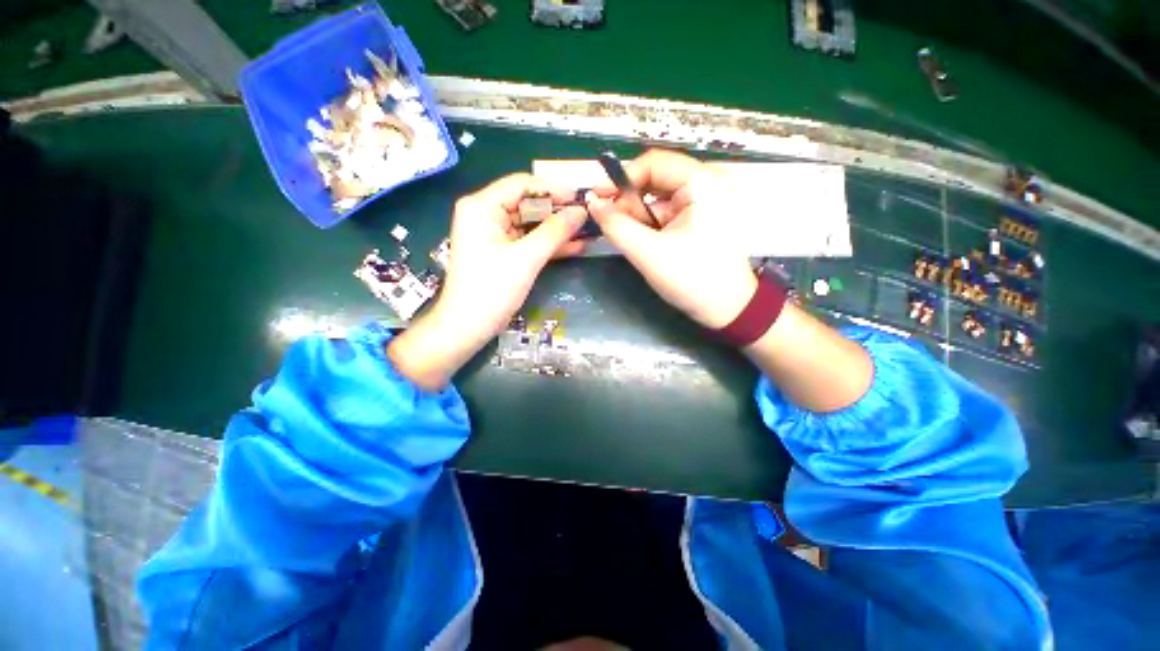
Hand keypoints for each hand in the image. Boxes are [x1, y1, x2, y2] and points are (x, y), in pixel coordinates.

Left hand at [388, 173, 587, 389]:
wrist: (469, 327)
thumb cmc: (492, 290)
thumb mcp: (526, 259)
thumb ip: (555, 232)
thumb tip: (581, 211)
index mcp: (482, 206)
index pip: (522, 184)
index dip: (553, 189)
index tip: (581, 198)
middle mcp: (486, 214)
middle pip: (528, 203)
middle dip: (558, 211)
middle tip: (588, 216)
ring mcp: (494, 234)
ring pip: (531, 223)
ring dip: (557, 229)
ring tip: (587, 231)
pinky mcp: (502, 251)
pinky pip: (529, 240)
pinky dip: (549, 244)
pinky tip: (575, 246)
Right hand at [586, 150, 757, 328]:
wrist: (727, 309)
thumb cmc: (692, 279)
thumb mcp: (648, 253)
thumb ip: (617, 226)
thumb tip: (592, 203)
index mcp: (703, 183)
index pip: (654, 163)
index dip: (621, 177)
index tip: (598, 198)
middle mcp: (707, 183)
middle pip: (656, 179)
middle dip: (630, 202)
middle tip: (612, 224)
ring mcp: (705, 201)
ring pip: (659, 198)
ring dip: (639, 217)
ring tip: (634, 241)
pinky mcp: (701, 217)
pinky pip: (667, 212)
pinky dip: (651, 225)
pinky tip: (648, 243)